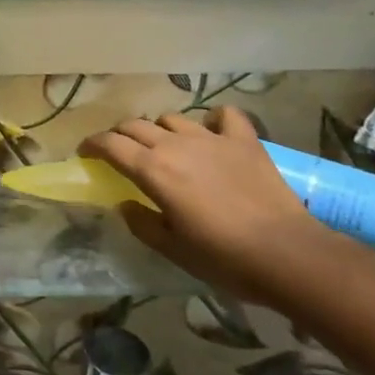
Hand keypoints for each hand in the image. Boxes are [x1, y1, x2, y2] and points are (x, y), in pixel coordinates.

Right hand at [80, 107, 322, 301]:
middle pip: (136, 125)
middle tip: (120, 151)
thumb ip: (142, 223)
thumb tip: (124, 204)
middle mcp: (176, 145)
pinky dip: (213, 120)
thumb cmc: (224, 258)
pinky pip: (224, 115)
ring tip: (165, 145)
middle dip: (121, 135)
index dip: (93, 145)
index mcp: (153, 170)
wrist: (288, 255)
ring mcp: (211, 138)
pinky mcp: (244, 140)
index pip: (111, 145)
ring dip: (161, 129)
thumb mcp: (173, 249)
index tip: (86, 152)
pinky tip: (213, 133)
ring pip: (173, 118)